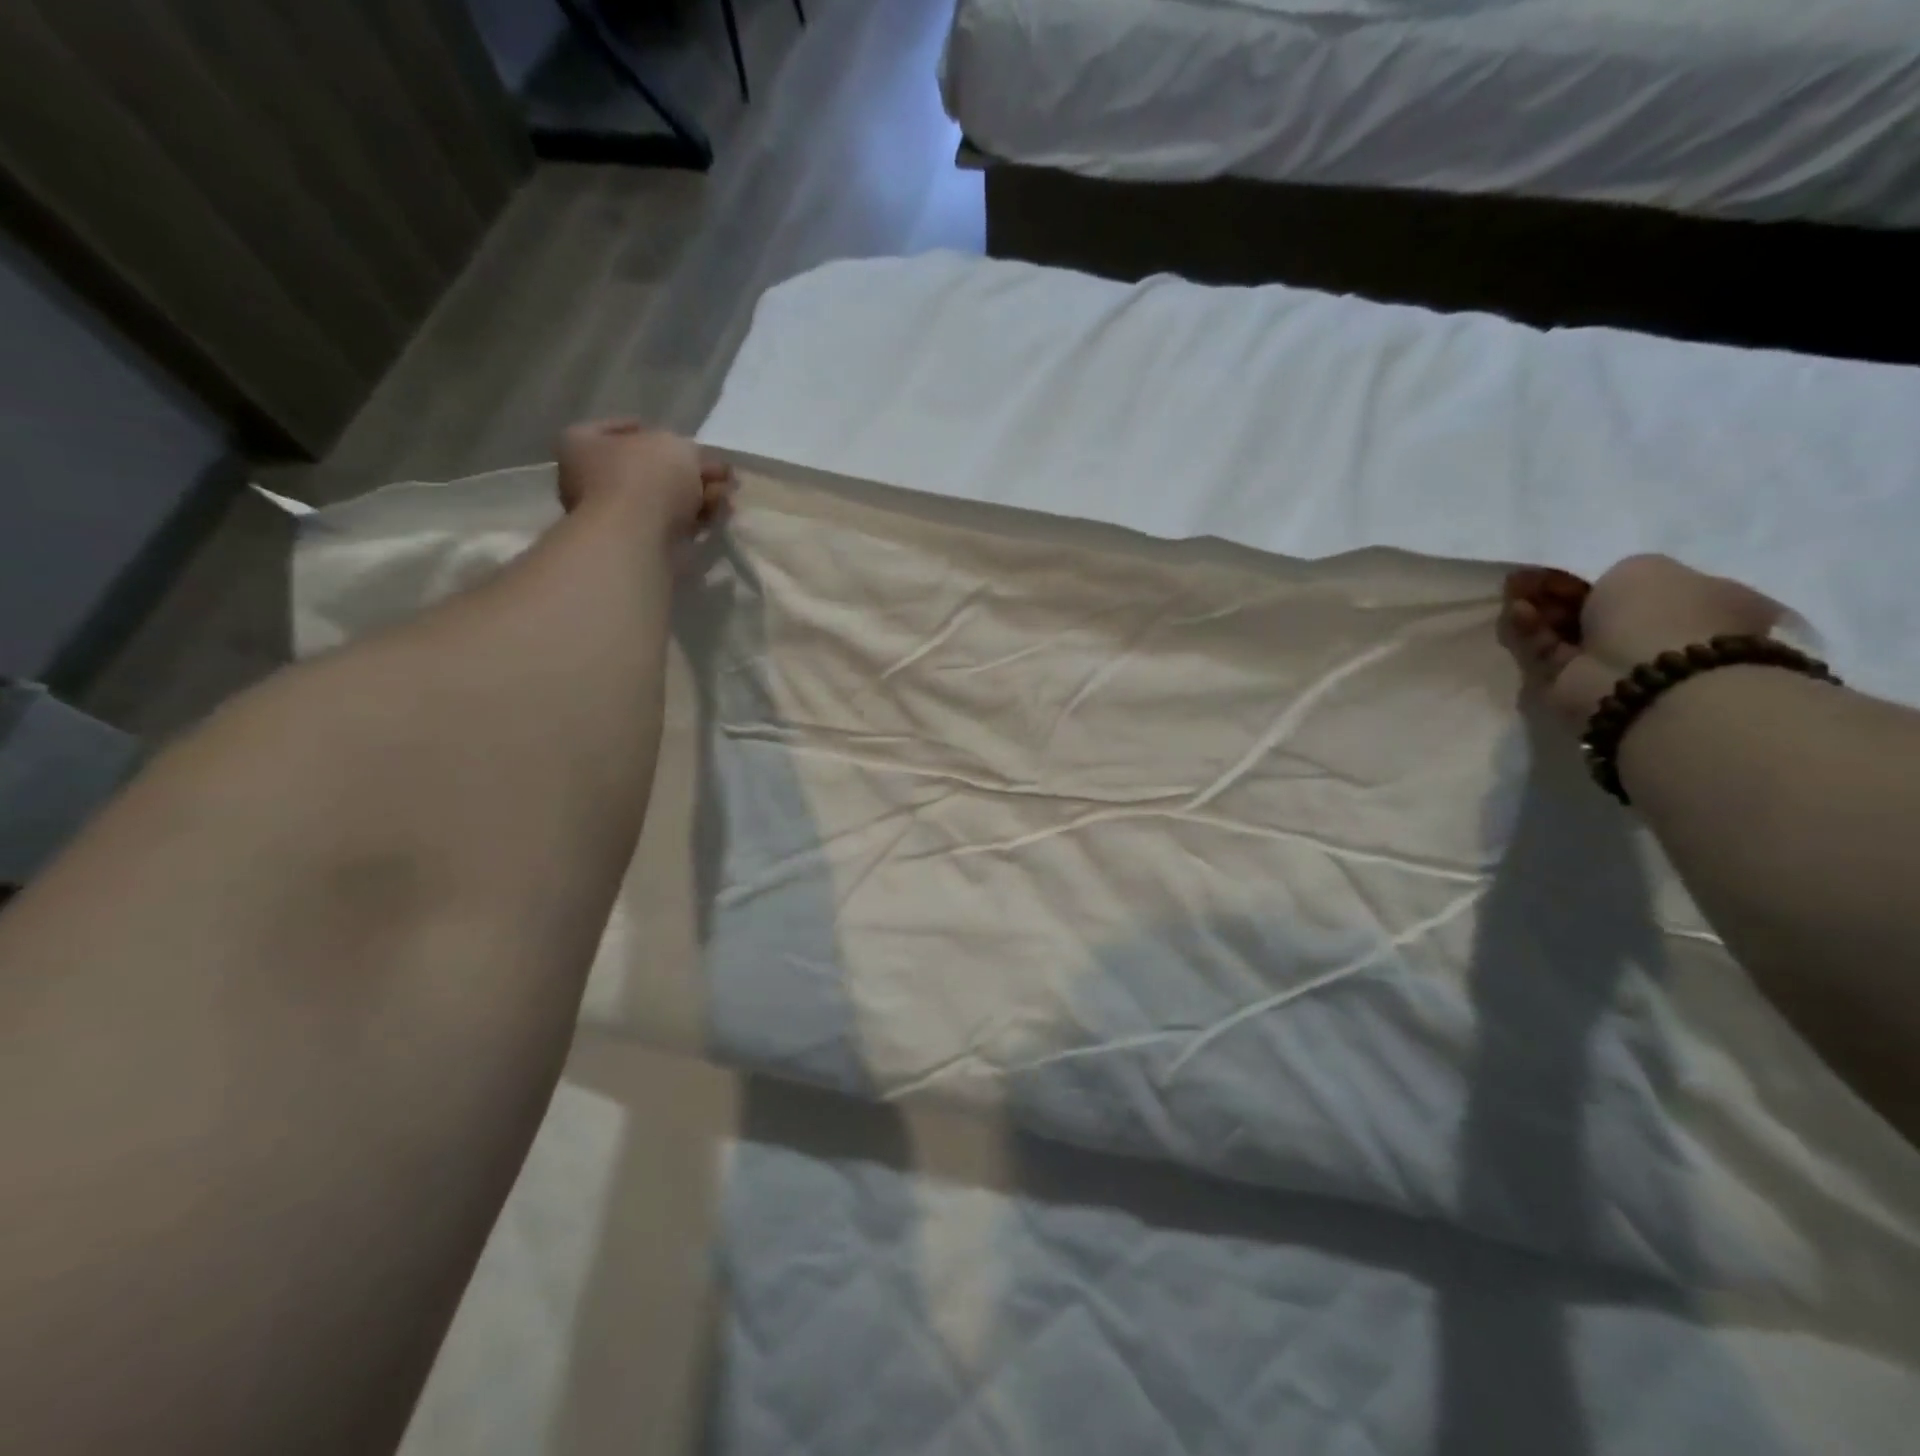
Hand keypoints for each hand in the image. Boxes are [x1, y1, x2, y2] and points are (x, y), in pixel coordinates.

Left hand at [555, 420, 733, 541]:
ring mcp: (611, 516)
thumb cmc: (645, 477)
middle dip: (684, 471)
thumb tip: (695, 464)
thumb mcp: (674, 444)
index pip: (617, 430)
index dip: (652, 431)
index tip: (682, 440)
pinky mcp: (635, 546)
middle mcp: (588, 480)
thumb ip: (687, 449)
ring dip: (694, 497)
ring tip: (726, 496)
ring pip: (661, 500)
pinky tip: (716, 517)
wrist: (638, 538)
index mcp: (582, 445)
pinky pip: (667, 527)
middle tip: (717, 473)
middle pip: (646, 469)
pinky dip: (691, 521)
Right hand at [1502, 554, 1782, 726]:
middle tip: (1525, 579)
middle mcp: (1665, 635)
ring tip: (1512, 590)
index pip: (1648, 586)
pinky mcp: (1578, 685)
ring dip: (1541, 609)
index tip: (1568, 567)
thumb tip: (1601, 593)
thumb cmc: (1661, 613)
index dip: (1604, 576)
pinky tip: (1516, 612)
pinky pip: (1550, 652)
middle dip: (1562, 593)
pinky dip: (1532, 631)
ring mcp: (1620, 664)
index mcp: (1705, 602)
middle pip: (1601, 609)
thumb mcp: (1644, 567)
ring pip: (1571, 630)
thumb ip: (1619, 575)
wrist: (1644, 678)